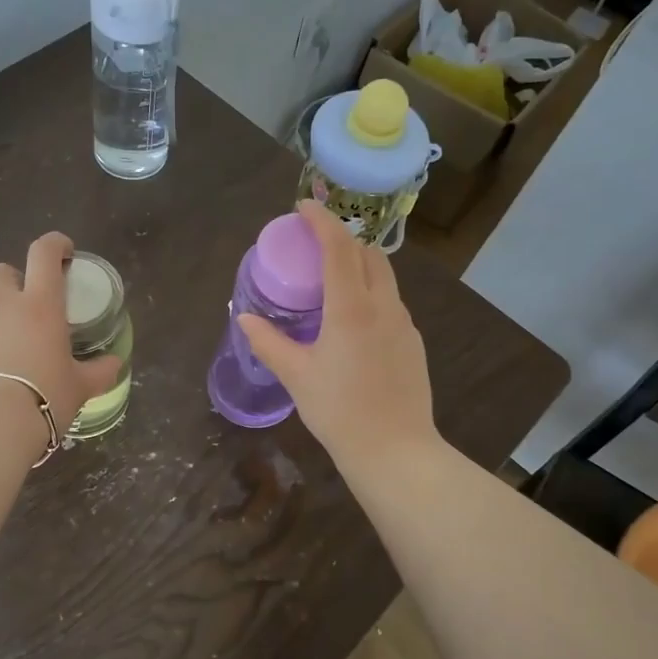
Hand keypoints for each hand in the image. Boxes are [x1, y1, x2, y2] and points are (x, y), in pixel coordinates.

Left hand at [0, 233, 120, 455]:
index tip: (65, 251)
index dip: (55, 244)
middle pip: (2, 271)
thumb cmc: (45, 395)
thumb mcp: (81, 386)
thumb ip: (99, 371)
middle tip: (32, 302)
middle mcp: (4, 306)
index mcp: (40, 304)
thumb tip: (115, 364)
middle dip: (16, 278)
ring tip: (15, 342)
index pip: (43, 254)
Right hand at [237, 200, 438, 473]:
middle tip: (313, 247)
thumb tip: (243, 318)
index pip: (339, 246)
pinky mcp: (413, 342)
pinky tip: (352, 321)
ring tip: (331, 281)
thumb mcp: (297, 376)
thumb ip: (268, 342)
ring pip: (384, 277)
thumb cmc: (340, 412)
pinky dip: (370, 292)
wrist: (395, 451)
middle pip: (367, 253)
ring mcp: (404, 323)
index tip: (303, 207)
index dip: (321, 220)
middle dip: (341, 239)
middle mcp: (383, 306)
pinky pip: (391, 302)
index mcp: (351, 308)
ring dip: (358, 265)